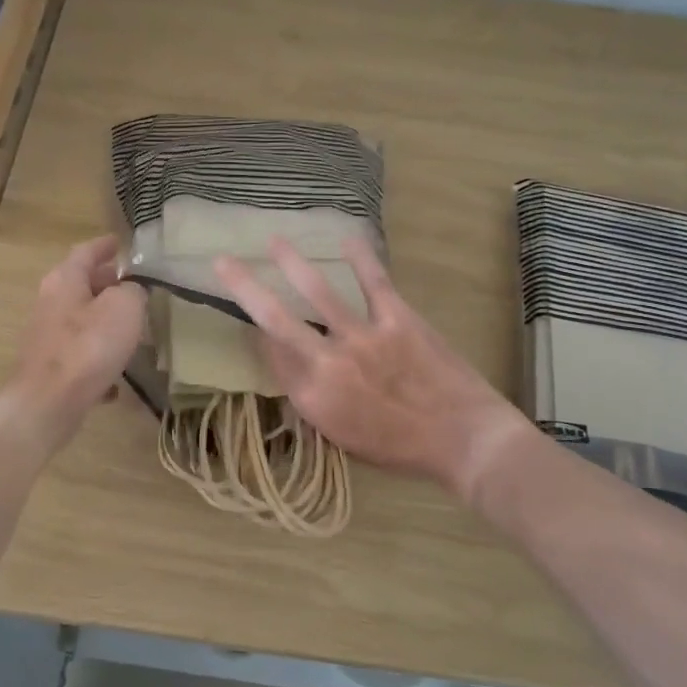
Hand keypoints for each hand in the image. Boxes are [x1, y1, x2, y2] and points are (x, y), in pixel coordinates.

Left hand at [0, 236, 146, 455]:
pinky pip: (80, 355)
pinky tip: (117, 377)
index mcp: (65, 280)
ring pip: (80, 320)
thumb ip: (133, 291)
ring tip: (131, 328)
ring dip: (103, 321)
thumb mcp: (124, 308)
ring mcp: (47, 337)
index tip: (120, 242)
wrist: (48, 404)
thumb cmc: (88, 347)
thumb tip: (130, 291)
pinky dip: (98, 358)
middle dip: (105, 283)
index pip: (86, 252)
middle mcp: (50, 303)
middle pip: (80, 285)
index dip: (105, 246)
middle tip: (131, 284)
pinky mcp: (50, 368)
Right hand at [213, 238, 532, 502]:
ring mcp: (364, 338)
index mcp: (313, 398)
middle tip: (223, 261)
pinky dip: (361, 257)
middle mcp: (329, 364)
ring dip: (292, 262)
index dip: (256, 332)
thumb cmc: (399, 448)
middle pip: (276, 318)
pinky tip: (347, 238)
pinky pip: (373, 282)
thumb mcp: (342, 436)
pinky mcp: (397, 319)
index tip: (251, 319)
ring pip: (318, 291)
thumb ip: (311, 398)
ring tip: (275, 241)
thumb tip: (290, 361)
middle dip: (245, 286)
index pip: (272, 355)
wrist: (463, 440)